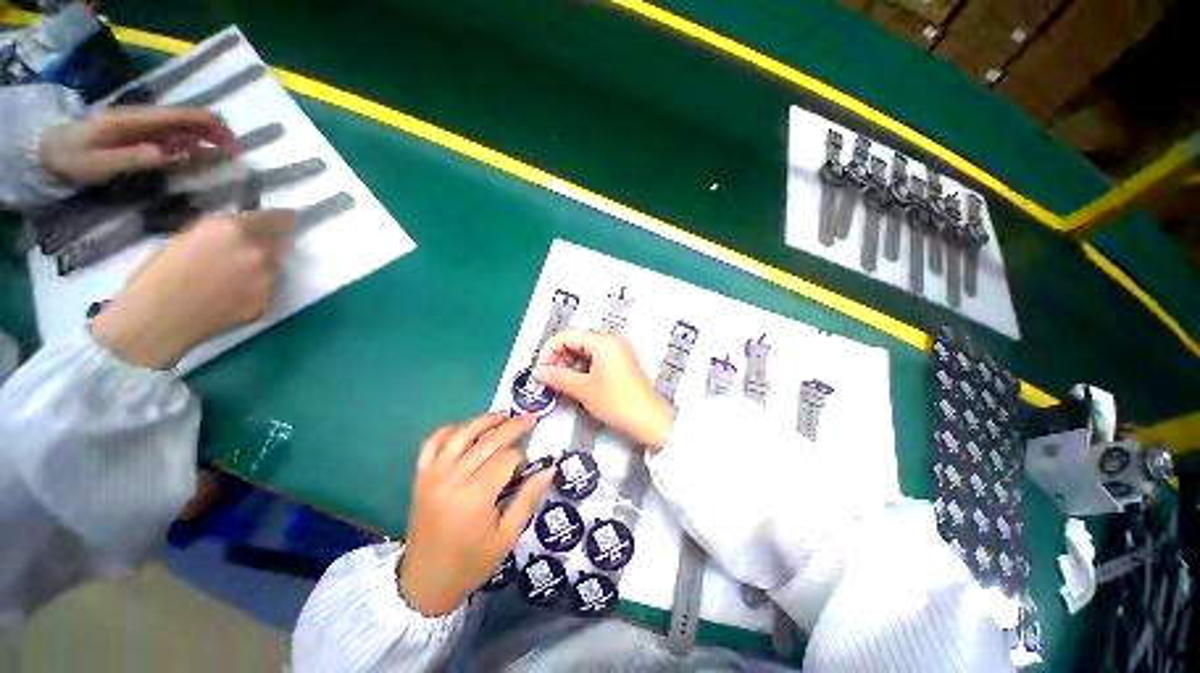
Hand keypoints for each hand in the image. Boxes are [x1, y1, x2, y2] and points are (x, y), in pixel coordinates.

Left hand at [39, 107, 235, 186]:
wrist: (49, 152)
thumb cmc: (71, 158)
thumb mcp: (97, 163)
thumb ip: (130, 158)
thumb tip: (166, 154)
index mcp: (134, 122)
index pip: (177, 116)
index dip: (206, 123)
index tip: (230, 138)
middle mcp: (143, 121)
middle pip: (184, 120)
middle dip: (212, 131)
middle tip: (236, 150)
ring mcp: (142, 130)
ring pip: (181, 130)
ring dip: (205, 139)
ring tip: (227, 154)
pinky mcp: (140, 140)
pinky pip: (170, 140)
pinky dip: (190, 146)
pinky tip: (202, 156)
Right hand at [91, 210, 294, 367]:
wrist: (157, 317)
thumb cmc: (159, 271)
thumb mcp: (190, 234)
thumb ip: (224, 230)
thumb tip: (245, 229)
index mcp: (235, 229)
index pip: (279, 219)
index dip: (278, 222)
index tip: (278, 224)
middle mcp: (258, 252)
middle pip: (278, 245)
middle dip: (265, 246)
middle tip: (243, 254)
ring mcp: (266, 280)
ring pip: (273, 268)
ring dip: (260, 269)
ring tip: (231, 279)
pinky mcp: (266, 303)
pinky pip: (265, 291)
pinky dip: (253, 291)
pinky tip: (229, 297)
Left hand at [398, 412, 553, 615]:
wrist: (424, 582)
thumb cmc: (471, 562)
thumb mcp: (507, 536)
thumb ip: (528, 498)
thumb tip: (550, 467)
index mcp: (475, 497)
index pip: (506, 459)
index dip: (522, 457)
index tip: (529, 465)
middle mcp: (452, 479)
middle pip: (487, 441)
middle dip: (512, 427)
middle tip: (530, 418)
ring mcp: (432, 475)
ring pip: (460, 434)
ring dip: (483, 420)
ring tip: (503, 414)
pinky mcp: (420, 476)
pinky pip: (431, 444)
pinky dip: (448, 430)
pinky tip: (464, 428)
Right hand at [534, 330, 673, 451]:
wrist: (650, 420)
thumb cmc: (617, 402)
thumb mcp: (583, 389)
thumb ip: (558, 377)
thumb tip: (538, 372)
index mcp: (603, 341)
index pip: (567, 335)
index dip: (548, 351)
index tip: (539, 370)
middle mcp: (611, 340)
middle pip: (576, 341)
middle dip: (558, 358)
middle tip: (547, 378)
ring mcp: (618, 351)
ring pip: (584, 351)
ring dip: (569, 364)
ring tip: (558, 383)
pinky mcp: (621, 363)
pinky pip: (595, 359)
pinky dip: (582, 368)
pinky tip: (574, 383)